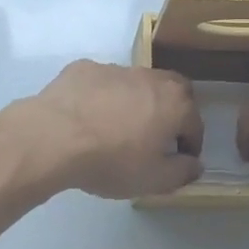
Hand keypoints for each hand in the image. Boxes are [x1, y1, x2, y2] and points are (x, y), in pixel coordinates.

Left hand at [14, 61, 203, 199]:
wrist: (54, 137)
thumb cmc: (112, 160)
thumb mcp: (153, 179)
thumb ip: (182, 171)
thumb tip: (195, 164)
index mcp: (174, 103)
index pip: (194, 123)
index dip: (191, 144)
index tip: (182, 159)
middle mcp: (150, 78)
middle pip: (172, 90)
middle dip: (172, 110)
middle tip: (158, 134)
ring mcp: (115, 69)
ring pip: (135, 83)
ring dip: (136, 101)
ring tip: (118, 126)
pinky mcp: (84, 68)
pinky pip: (101, 82)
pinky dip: (102, 96)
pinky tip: (87, 116)